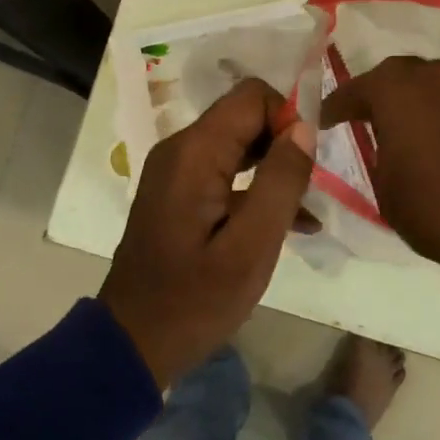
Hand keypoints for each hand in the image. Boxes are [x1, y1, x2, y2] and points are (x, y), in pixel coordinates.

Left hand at [100, 77, 315, 385]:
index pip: (252, 96)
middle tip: (305, 191)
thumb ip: (280, 182)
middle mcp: (180, 149)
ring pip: (239, 142)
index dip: (287, 119)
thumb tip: (304, 128)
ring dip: (274, 167)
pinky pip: (225, 169)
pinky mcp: (179, 192)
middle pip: (245, 115)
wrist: (134, 342)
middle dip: (282, 144)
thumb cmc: (195, 300)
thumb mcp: (250, 247)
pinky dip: (255, 186)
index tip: (304, 166)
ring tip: (301, 209)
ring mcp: (176, 170)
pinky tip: (287, 223)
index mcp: (194, 153)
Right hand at [322, 58, 439, 336]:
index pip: (356, 88)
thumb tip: (386, 145)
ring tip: (406, 126)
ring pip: (435, 83)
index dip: (337, 105)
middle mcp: (437, 79)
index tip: (326, 120)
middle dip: (379, 91)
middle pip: (399, 73)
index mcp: (397, 92)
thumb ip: (379, 155)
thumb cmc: (435, 213)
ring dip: (416, 99)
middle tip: (365, 114)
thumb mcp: (385, 189)